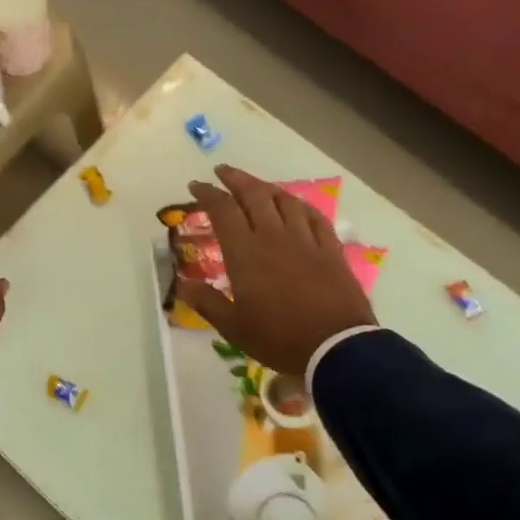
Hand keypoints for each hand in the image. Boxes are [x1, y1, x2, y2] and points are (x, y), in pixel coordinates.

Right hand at [176, 165, 375, 374]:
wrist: (337, 347)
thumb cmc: (279, 338)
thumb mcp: (234, 327)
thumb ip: (207, 302)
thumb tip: (182, 285)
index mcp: (245, 252)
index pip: (223, 210)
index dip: (208, 193)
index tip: (196, 185)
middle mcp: (274, 236)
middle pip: (254, 195)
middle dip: (235, 179)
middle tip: (222, 171)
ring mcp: (305, 240)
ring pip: (284, 200)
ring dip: (266, 187)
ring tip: (255, 186)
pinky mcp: (330, 249)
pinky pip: (314, 216)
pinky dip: (299, 205)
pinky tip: (295, 205)